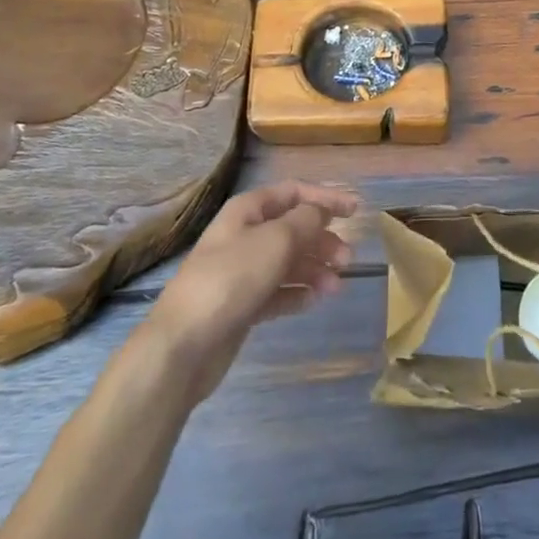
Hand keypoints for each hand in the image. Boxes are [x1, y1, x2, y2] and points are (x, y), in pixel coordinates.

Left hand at [131, 180, 357, 402]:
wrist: (183, 346)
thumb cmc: (231, 279)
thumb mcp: (276, 240)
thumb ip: (306, 221)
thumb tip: (321, 211)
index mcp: (247, 211)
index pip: (293, 192)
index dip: (325, 198)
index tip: (355, 211)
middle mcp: (243, 236)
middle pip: (292, 228)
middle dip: (322, 240)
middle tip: (347, 259)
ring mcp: (240, 272)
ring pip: (287, 262)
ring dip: (314, 269)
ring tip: (335, 287)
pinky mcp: (240, 305)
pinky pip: (277, 292)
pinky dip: (297, 294)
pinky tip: (314, 301)